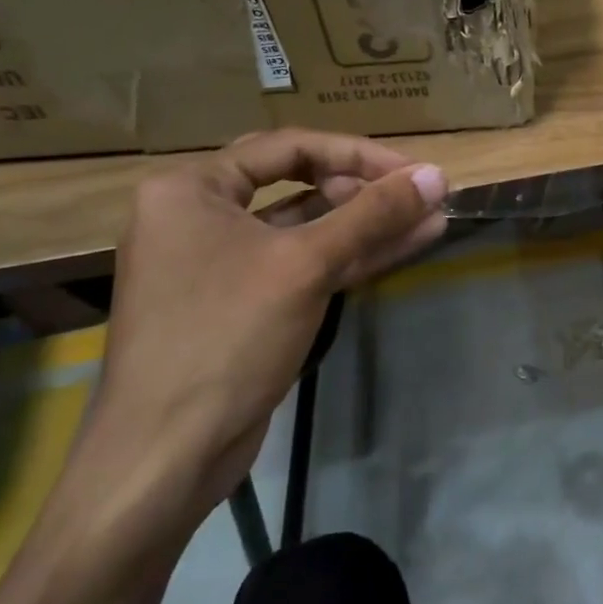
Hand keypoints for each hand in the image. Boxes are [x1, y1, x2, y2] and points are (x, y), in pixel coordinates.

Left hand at [78, 129, 448, 550]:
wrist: (167, 456)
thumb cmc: (225, 338)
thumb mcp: (304, 266)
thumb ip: (372, 215)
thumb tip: (435, 174)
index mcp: (191, 189)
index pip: (289, 147)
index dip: (357, 154)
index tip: (412, 170)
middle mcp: (202, 216)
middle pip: (299, 184)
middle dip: (367, 190)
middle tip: (423, 195)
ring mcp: (225, 263)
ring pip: (310, 229)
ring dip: (370, 224)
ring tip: (434, 217)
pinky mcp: (248, 303)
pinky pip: (306, 264)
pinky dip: (353, 256)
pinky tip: (408, 245)